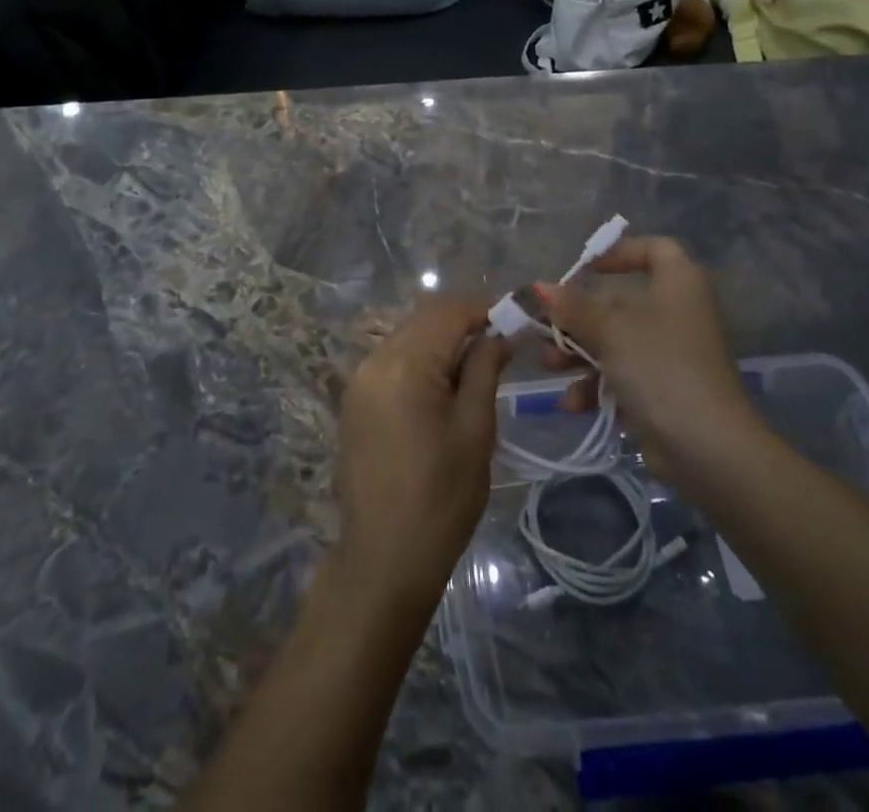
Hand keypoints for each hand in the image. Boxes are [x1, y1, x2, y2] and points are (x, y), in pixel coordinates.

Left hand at [332, 296, 509, 612]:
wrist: (383, 559)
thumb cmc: (441, 498)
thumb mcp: (475, 430)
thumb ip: (484, 370)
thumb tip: (499, 335)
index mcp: (404, 365)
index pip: (446, 312)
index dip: (482, 309)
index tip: (514, 319)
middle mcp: (374, 360)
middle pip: (423, 320)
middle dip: (462, 323)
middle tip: (500, 343)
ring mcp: (359, 380)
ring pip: (407, 338)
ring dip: (441, 341)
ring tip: (476, 366)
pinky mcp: (354, 400)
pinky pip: (392, 361)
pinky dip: (420, 361)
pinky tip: (443, 386)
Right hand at [541, 235, 758, 483]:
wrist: (707, 448)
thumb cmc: (660, 367)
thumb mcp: (610, 330)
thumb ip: (572, 307)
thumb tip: (538, 287)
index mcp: (677, 285)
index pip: (655, 250)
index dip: (620, 252)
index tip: (584, 268)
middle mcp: (677, 313)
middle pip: (621, 302)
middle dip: (578, 316)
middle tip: (544, 325)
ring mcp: (670, 355)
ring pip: (615, 342)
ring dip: (578, 353)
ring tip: (548, 366)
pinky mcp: (662, 392)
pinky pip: (622, 377)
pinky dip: (596, 386)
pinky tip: (573, 403)